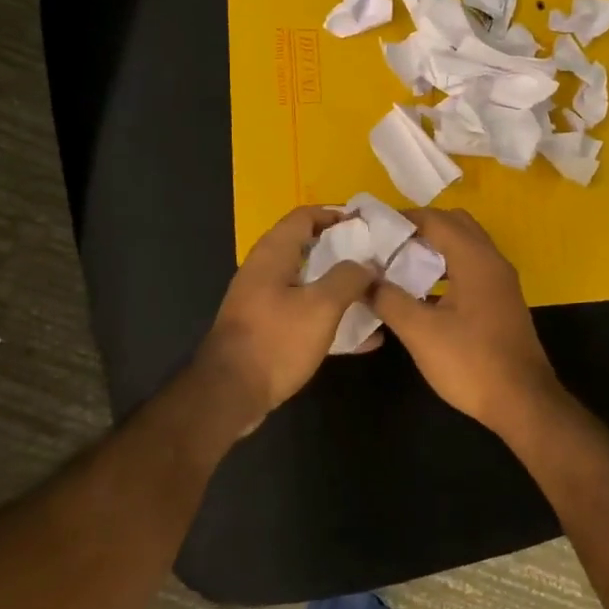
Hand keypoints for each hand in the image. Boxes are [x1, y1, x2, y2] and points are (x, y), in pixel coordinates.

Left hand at [196, 205, 377, 427]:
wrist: (230, 394)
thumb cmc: (276, 341)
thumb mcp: (321, 306)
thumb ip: (348, 278)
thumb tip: (367, 264)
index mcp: (274, 253)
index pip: (306, 215)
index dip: (337, 215)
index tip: (369, 227)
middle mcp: (265, 269)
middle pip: (309, 247)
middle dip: (345, 253)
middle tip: (378, 262)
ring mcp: (264, 300)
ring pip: (309, 282)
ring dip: (340, 287)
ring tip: (375, 295)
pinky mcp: (267, 328)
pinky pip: (305, 313)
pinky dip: (331, 317)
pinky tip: (363, 337)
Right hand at [368, 208, 564, 430]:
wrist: (522, 402)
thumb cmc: (471, 362)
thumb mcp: (420, 332)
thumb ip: (388, 299)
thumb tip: (362, 278)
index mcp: (475, 259)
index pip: (435, 219)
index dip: (402, 219)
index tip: (371, 227)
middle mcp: (492, 261)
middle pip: (455, 225)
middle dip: (421, 227)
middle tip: (387, 244)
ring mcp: (501, 281)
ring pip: (466, 246)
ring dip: (435, 247)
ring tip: (400, 264)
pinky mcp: (502, 301)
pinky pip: (472, 267)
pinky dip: (448, 266)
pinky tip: (424, 291)